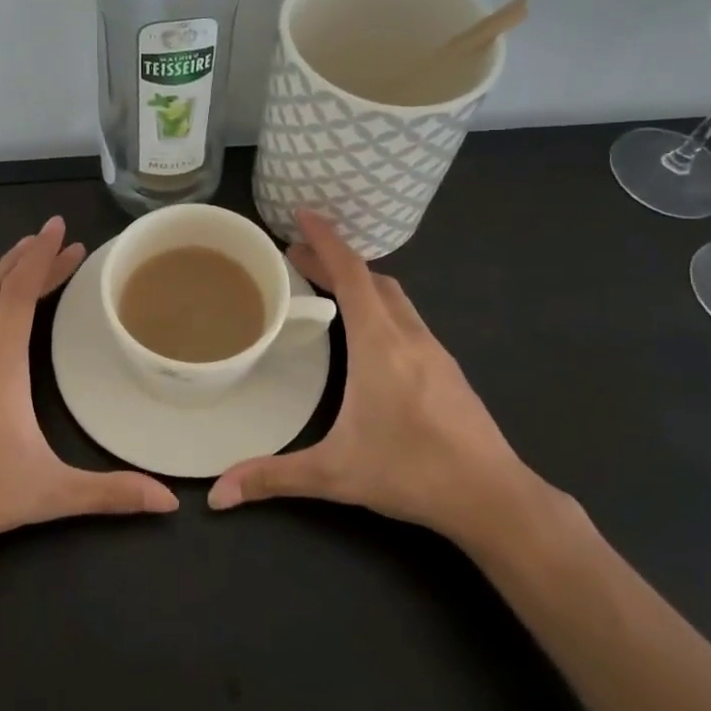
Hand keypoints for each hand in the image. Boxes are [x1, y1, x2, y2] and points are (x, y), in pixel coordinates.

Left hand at [0, 216, 177, 563]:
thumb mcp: (51, 493)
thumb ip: (112, 492)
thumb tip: (170, 503)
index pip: (21, 292)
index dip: (43, 257)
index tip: (60, 228)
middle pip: (0, 287)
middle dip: (32, 260)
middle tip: (62, 242)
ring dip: (0, 270)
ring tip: (22, 250)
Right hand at [207, 209, 553, 553]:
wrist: (494, 497)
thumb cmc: (410, 472)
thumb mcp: (333, 474)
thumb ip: (272, 477)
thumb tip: (216, 494)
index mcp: (379, 344)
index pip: (351, 274)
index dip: (326, 240)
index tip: (303, 214)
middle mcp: (409, 336)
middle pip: (372, 279)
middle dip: (335, 260)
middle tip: (297, 255)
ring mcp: (435, 351)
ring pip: (395, 298)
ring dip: (361, 282)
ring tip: (328, 286)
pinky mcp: (448, 370)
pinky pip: (409, 319)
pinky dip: (382, 306)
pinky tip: (370, 334)